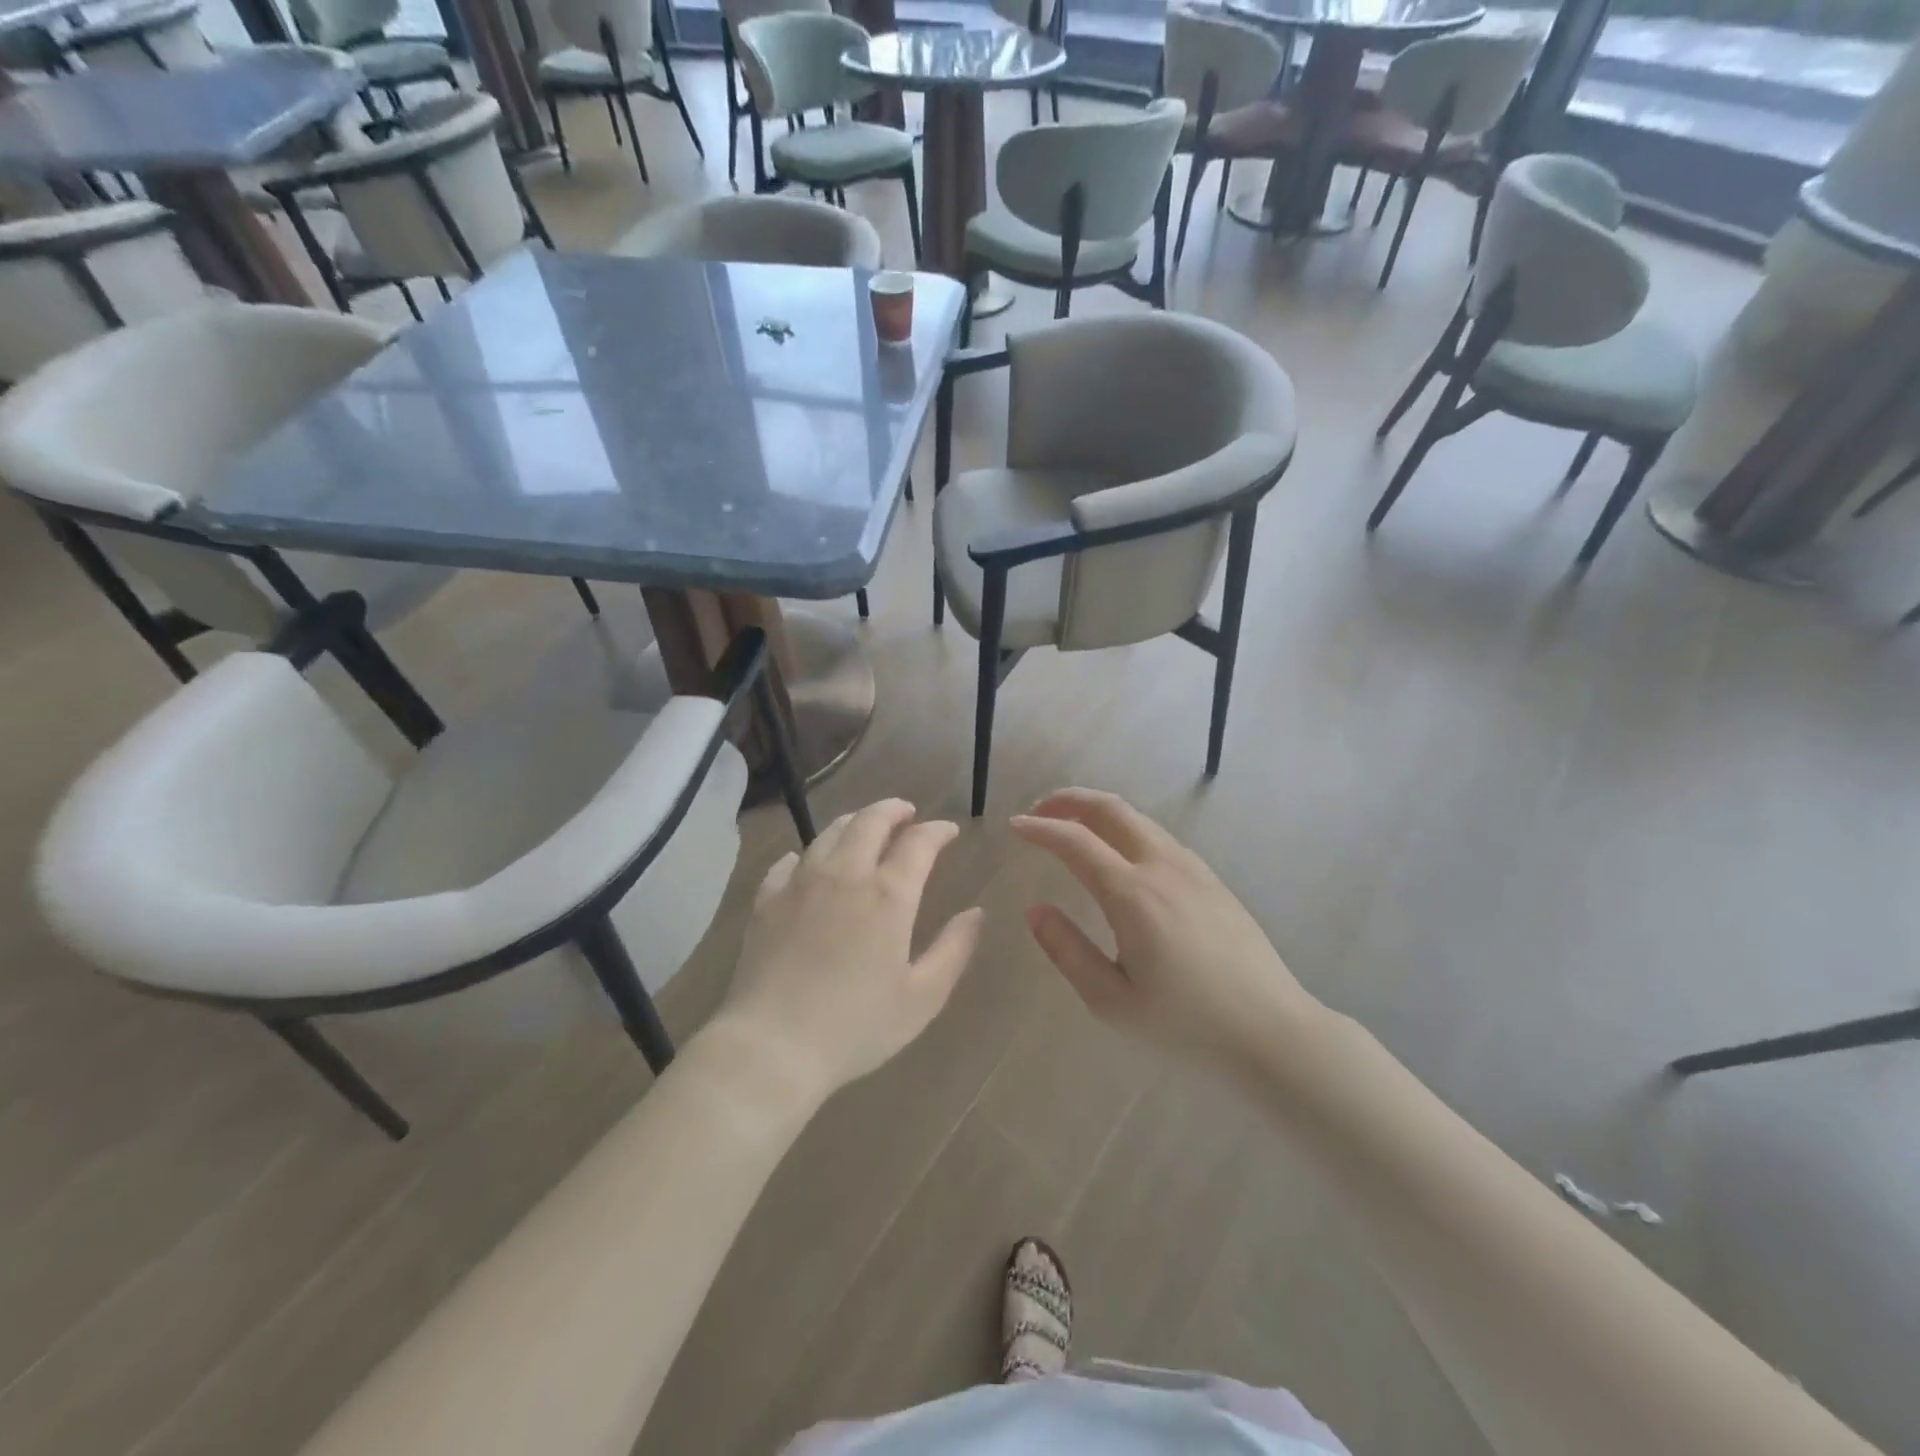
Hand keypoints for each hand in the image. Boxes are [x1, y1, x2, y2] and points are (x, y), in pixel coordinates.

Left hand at [712, 799, 983, 1102]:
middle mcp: (845, 874)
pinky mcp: (766, 900)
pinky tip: (806, 862)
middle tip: (906, 813)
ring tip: (865, 827)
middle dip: (893, 810)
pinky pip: (787, 862)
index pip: (918, 842)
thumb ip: (954, 949)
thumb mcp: (922, 997)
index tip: (948, 831)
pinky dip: (805, 854)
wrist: (772, 1046)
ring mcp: (800, 883)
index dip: (937, 831)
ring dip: (854, 822)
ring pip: (829, 833)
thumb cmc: (856, 1026)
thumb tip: (976, 913)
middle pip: (870, 821)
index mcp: (888, 895)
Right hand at [1010, 788, 1322, 1072]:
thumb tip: (1035, 910)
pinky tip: (1119, 853)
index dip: (1039, 829)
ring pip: (1138, 819)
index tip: (1014, 827)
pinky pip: (1159, 836)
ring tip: (1073, 826)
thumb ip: (1067, 950)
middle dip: (1070, 800)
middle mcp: (1162, 867)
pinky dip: (1126, 828)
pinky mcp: (1211, 879)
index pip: (1075, 841)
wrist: (1271, 1030)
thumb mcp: (1112, 1001)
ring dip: (1099, 811)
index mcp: (1132, 894)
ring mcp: (1192, 869)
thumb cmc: (1186, 1024)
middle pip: (1111, 809)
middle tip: (1040, 810)